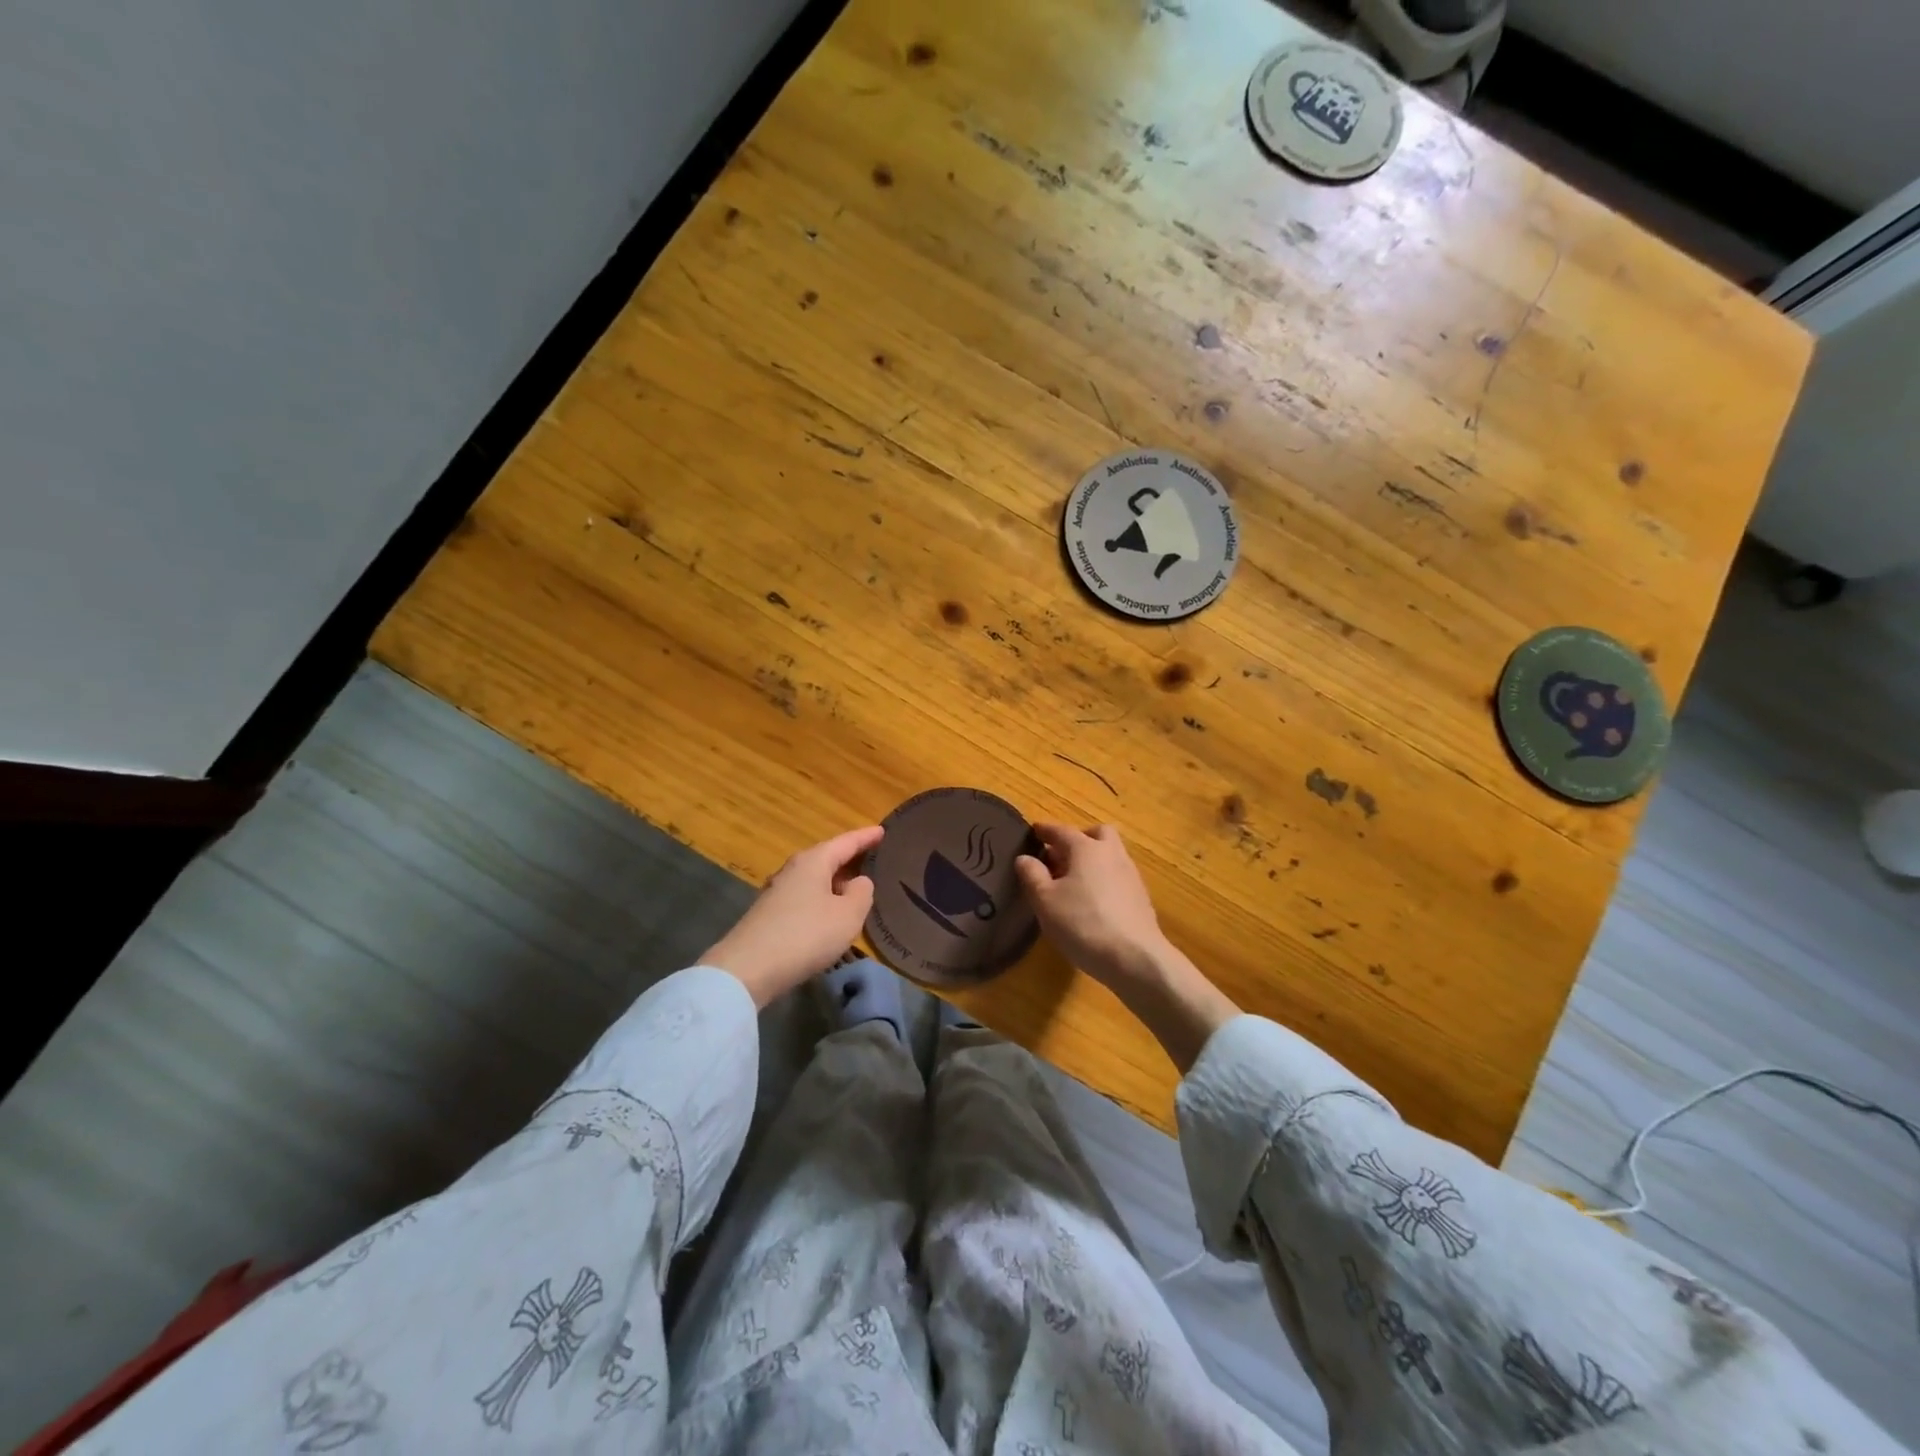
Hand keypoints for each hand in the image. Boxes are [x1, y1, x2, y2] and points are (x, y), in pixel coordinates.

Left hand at [702, 826, 882, 1006]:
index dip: (866, 837)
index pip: (846, 842)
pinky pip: (805, 897)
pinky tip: (830, 914)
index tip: (883, 830)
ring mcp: (777, 892)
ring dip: (835, 881)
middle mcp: (793, 870)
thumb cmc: (806, 934)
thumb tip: (859, 882)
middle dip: (849, 858)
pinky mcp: (769, 915)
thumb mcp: (847, 915)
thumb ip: (861, 893)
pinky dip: (822, 899)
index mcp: (814, 861)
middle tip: (873, 858)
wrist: (747, 969)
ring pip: (814, 879)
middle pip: (827, 857)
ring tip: (855, 888)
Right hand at [1015, 822, 1237, 1071]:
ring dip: (1093, 859)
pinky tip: (1093, 901)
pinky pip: (1118, 875)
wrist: (1135, 958)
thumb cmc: (1082, 924)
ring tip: (1073, 881)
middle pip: (1097, 833)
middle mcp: (1111, 853)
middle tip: (1060, 855)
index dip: (1045, 830)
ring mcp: (1130, 874)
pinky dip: (1104, 878)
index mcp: (1086, 848)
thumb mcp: (1045, 901)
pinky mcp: (1140, 897)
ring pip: (1110, 854)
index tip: (1034, 831)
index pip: (1061, 830)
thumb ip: (1032, 875)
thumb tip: (1025, 857)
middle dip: (1078, 838)